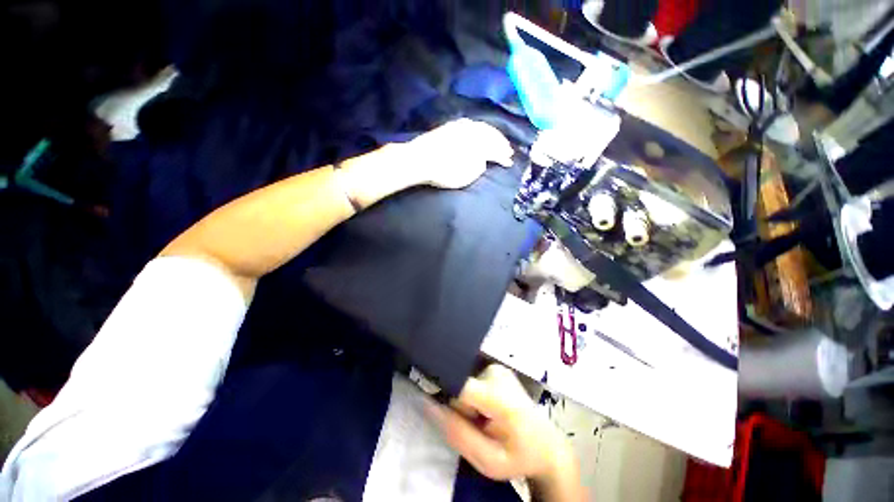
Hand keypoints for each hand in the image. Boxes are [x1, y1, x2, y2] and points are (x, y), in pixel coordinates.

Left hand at [403, 118, 513, 188]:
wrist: (419, 159)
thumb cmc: (445, 171)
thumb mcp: (467, 175)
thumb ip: (479, 166)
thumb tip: (483, 160)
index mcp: (480, 143)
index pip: (496, 149)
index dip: (503, 157)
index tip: (510, 163)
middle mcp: (473, 130)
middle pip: (491, 135)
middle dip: (501, 143)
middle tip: (508, 150)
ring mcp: (461, 126)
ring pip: (482, 127)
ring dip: (491, 134)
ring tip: (497, 140)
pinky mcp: (450, 126)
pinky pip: (470, 125)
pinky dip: (478, 128)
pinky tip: (479, 130)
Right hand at [426, 365, 578, 486]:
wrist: (546, 443)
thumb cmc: (518, 456)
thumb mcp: (487, 459)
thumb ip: (457, 433)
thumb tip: (428, 403)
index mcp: (499, 395)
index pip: (459, 386)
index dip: (447, 400)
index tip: (447, 418)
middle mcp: (496, 372)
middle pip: (460, 385)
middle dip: (460, 408)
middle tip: (477, 426)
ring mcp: (497, 367)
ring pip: (464, 382)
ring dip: (467, 403)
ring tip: (484, 419)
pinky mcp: (495, 367)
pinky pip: (471, 379)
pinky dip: (473, 395)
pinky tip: (487, 408)